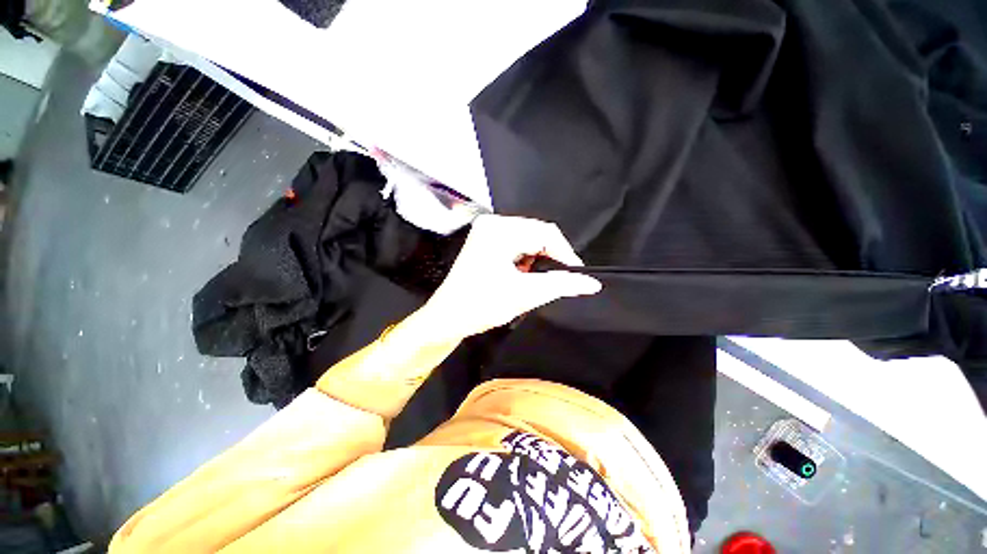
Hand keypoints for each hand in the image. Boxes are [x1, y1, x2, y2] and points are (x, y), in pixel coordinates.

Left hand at [410, 215, 601, 342]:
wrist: (447, 317)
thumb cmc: (481, 305)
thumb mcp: (524, 295)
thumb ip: (561, 285)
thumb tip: (592, 283)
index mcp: (499, 231)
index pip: (546, 233)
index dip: (565, 253)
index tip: (576, 276)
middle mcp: (492, 223)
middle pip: (537, 233)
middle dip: (551, 256)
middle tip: (557, 280)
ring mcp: (487, 230)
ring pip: (528, 238)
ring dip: (538, 257)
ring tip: (535, 279)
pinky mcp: (485, 240)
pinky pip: (516, 242)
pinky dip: (525, 257)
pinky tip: (521, 273)